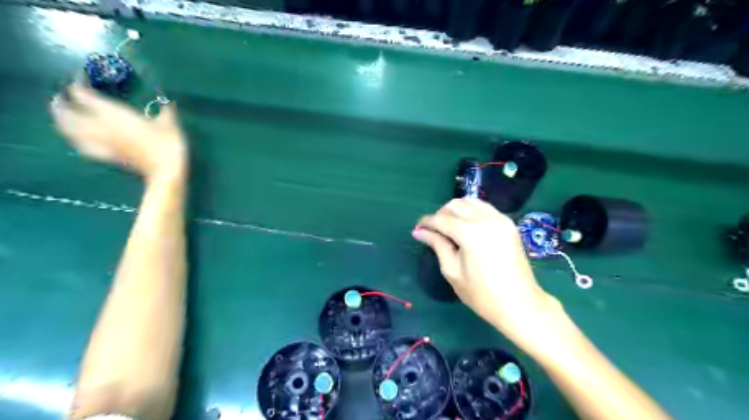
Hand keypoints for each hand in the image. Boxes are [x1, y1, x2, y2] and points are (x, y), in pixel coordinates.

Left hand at [50, 85, 185, 179]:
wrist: (166, 170)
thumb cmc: (168, 143)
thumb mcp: (169, 123)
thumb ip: (165, 110)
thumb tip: (168, 102)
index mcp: (113, 114)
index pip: (83, 94)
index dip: (78, 83)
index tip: (81, 76)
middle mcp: (100, 126)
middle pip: (67, 112)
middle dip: (61, 103)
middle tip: (62, 96)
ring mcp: (101, 142)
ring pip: (68, 130)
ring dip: (61, 121)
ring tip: (63, 116)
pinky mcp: (106, 155)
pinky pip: (81, 145)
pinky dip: (74, 139)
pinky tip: (77, 138)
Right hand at [412, 200, 565, 353]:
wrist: (520, 305)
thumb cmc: (482, 295)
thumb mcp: (453, 271)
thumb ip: (437, 245)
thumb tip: (419, 232)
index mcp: (471, 233)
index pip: (442, 219)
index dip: (427, 222)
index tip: (418, 229)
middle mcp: (486, 220)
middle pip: (456, 205)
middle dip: (441, 214)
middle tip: (434, 230)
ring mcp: (500, 219)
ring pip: (471, 202)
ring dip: (457, 210)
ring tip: (450, 227)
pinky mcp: (509, 224)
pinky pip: (485, 208)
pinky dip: (472, 211)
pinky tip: (467, 226)